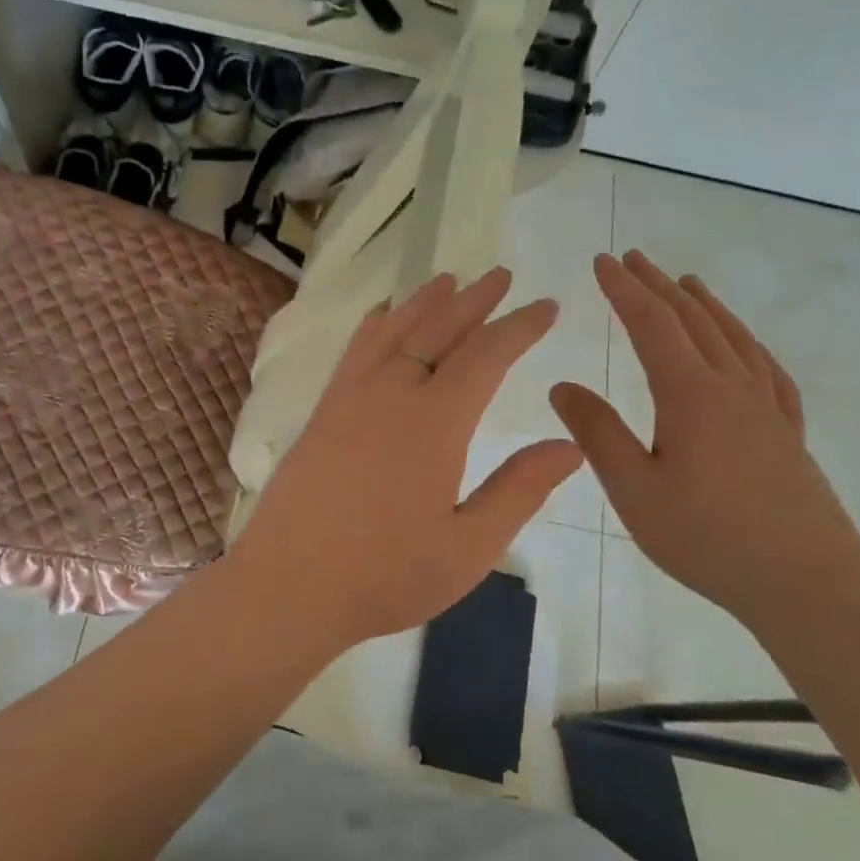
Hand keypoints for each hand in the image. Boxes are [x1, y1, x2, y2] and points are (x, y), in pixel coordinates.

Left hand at [227, 269, 582, 650]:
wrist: (289, 585)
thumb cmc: (385, 575)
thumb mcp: (468, 547)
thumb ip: (519, 490)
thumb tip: (570, 444)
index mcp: (434, 423)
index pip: (486, 356)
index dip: (519, 327)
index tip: (546, 306)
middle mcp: (391, 395)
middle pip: (438, 330)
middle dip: (475, 300)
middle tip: (502, 275)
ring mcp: (349, 399)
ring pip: (393, 332)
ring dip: (425, 302)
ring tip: (449, 279)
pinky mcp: (322, 412)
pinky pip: (354, 351)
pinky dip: (375, 325)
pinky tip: (382, 315)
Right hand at [550, 251, 859, 623]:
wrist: (808, 583)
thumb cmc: (707, 537)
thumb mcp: (634, 489)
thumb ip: (597, 433)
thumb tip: (562, 386)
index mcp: (690, 395)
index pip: (651, 324)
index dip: (624, 289)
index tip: (602, 261)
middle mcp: (732, 388)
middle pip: (693, 321)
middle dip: (658, 286)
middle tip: (634, 259)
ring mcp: (768, 409)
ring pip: (733, 338)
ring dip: (705, 305)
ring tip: (687, 283)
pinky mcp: (789, 434)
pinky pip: (768, 371)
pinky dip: (748, 344)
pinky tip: (746, 347)